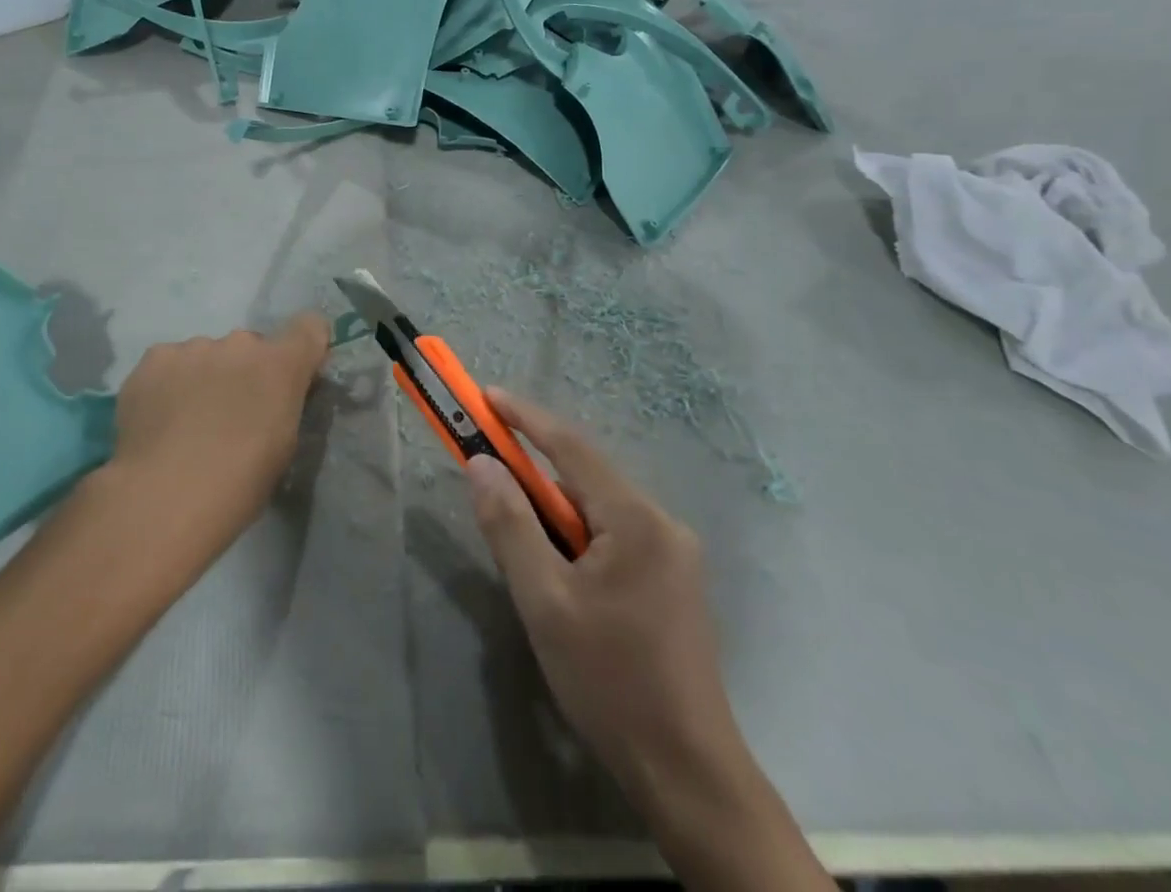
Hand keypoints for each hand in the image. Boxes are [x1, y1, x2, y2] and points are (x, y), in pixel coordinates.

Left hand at [110, 314, 330, 539]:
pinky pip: (170, 363)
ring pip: (207, 354)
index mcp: (280, 364)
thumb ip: (285, 404)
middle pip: (250, 347)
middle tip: (230, 414)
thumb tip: (275, 394)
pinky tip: (158, 418)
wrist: (163, 498)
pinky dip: (169, 383)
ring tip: (186, 422)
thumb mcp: (283, 446)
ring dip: (205, 377)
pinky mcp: (154, 358)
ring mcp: (194, 347)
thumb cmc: (238, 484)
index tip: (294, 373)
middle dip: (245, 372)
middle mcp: (240, 343)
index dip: (304, 346)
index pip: (309, 327)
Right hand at [464, 389, 745, 806]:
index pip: (571, 446)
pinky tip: (564, 584)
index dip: (525, 416)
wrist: (689, 774)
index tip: (485, 395)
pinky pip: (615, 538)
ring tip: (530, 565)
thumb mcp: (545, 602)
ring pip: (599, 512)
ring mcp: (675, 554)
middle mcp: (663, 523)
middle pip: (586, 480)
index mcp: (637, 519)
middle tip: (492, 490)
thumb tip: (481, 464)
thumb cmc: (610, 682)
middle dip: (536, 479)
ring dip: (557, 519)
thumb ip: (510, 525)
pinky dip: (579, 542)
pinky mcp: (675, 582)